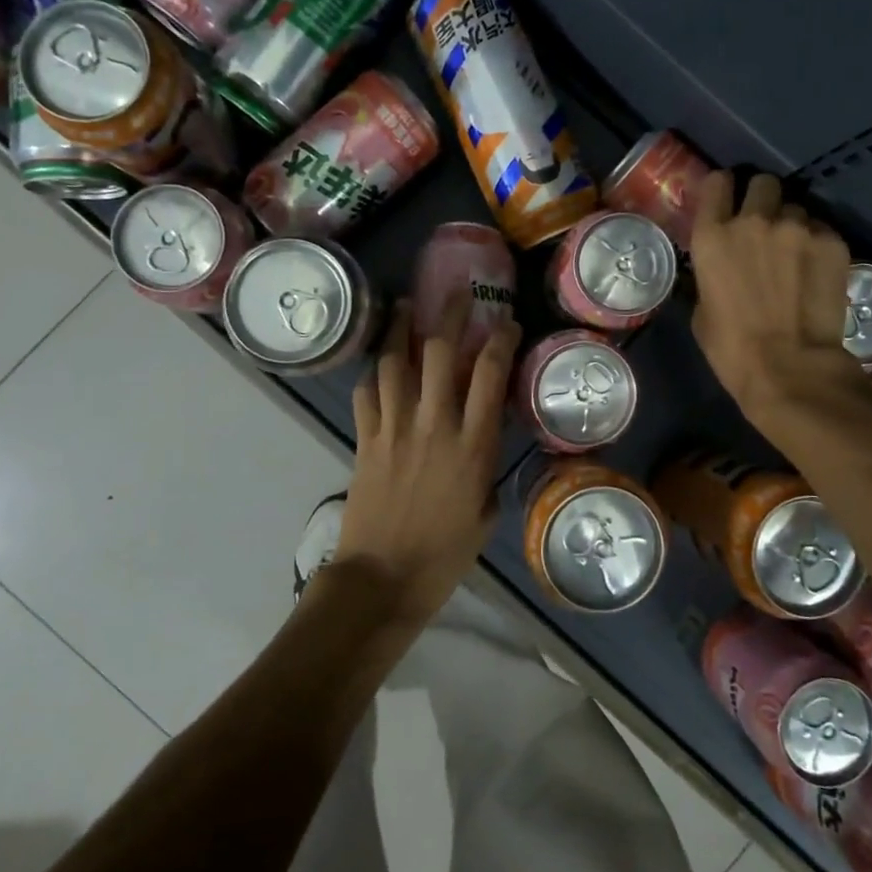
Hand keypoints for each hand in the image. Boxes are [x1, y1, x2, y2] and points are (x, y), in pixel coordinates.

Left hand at [337, 297, 521, 623]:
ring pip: (395, 362)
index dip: (500, 339)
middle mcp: (433, 424)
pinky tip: (380, 363)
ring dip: (401, 328)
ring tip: (407, 305)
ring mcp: (393, 428)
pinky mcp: (364, 439)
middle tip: (457, 294)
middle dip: (451, 313)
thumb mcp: (486, 511)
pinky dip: (374, 372)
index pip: (489, 373)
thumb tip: (484, 441)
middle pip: (439, 351)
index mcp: (472, 444)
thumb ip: (487, 467)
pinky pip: (366, 392)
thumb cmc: (444, 554)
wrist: (383, 578)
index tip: (507, 322)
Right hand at [690, 170, 858, 420]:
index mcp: (712, 236)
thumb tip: (722, 264)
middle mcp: (754, 220)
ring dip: (792, 225)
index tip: (728, 203)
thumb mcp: (702, 308)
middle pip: (763, 183)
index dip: (724, 190)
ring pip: (796, 208)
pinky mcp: (832, 241)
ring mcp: (797, 227)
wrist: (790, 367)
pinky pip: (822, 229)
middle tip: (765, 227)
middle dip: (763, 200)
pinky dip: (817, 244)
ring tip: (795, 255)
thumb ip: (710, 272)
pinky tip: (816, 271)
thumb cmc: (732, 348)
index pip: (717, 182)